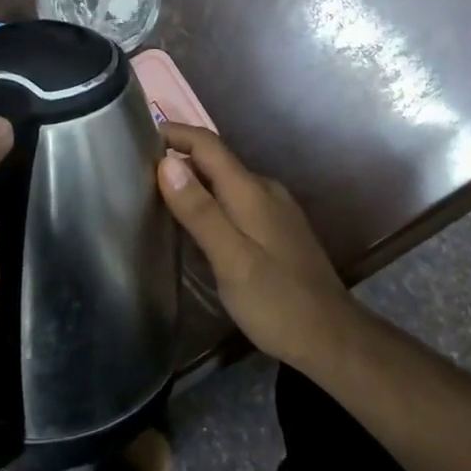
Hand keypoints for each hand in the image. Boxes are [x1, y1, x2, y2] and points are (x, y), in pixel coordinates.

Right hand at [156, 124, 358, 369]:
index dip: (174, 133)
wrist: (332, 338)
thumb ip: (199, 211)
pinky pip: (238, 201)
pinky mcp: (279, 230)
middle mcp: (265, 190)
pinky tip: (198, 226)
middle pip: (216, 160)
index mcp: (251, 191)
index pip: (208, 144)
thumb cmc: (277, 301)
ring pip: (227, 182)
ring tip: (159, 197)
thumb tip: (165, 162)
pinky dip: (212, 201)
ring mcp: (276, 210)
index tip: (138, 137)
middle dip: (179, 157)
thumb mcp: (231, 259)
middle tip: (138, 173)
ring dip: (195, 181)